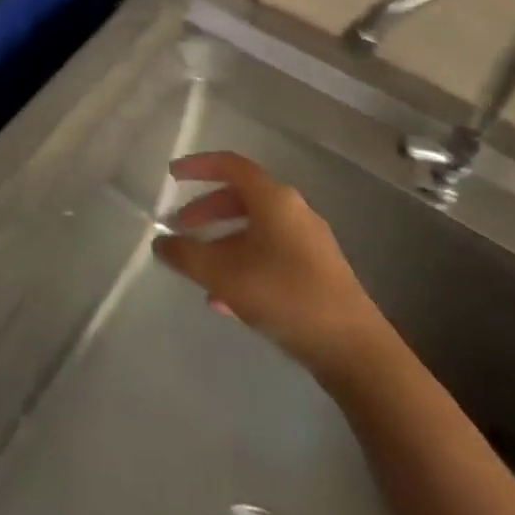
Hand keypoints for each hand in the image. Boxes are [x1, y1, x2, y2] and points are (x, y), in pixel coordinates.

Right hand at [154, 151, 393, 387]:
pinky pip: (270, 255)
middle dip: (207, 210)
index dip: (198, 166)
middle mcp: (293, 211)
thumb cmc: (284, 295)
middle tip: (181, 226)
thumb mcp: (224, 274)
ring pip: (256, 229)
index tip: (172, 175)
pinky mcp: (317, 273)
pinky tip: (225, 300)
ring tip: (199, 269)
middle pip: (242, 197)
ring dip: (223, 242)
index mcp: (273, 198)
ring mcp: (308, 242)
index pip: (230, 165)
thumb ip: (186, 255)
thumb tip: (160, 242)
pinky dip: (244, 265)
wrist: (353, 349)